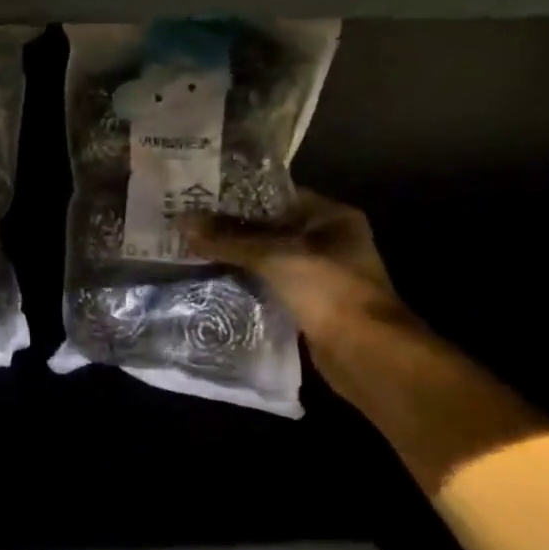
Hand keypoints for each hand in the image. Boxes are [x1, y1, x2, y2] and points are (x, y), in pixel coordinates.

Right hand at [182, 190, 404, 353]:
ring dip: (234, 259)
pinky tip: (210, 283)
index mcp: (331, 217)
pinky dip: (243, 285)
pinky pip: (267, 287)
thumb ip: (229, 240)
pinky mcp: (306, 305)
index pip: (276, 195)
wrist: (365, 354)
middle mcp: (327, 241)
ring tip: (190, 251)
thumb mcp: (275, 256)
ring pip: (266, 260)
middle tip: (186, 226)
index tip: (198, 197)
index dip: (237, 195)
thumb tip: (182, 222)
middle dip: (229, 229)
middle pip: (269, 228)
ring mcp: (318, 275)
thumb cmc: (329, 291)